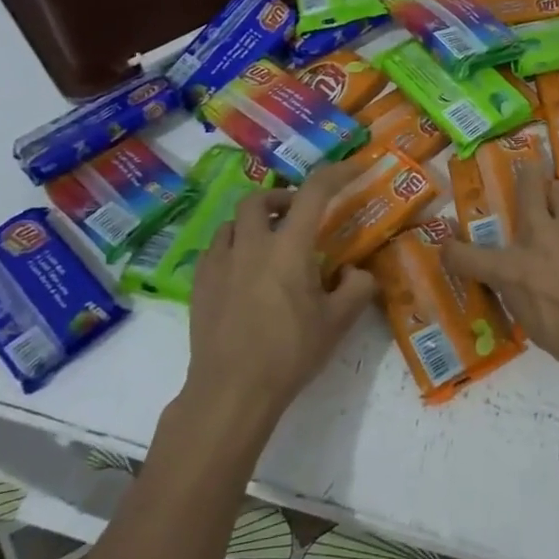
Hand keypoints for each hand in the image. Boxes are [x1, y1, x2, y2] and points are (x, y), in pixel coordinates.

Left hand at [180, 158, 377, 423]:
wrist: (231, 390)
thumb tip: (358, 272)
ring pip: (234, 223)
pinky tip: (244, 273)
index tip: (354, 168)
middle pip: (260, 198)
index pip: (314, 193)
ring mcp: (219, 264)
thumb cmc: (290, 353)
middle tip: (299, 215)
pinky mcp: (199, 285)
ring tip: (271, 244)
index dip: (336, 173)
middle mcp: (251, 245)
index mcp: (289, 248)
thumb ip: (357, 288)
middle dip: (282, 197)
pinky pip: (216, 250)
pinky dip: (234, 248)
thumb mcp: (337, 323)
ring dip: (256, 223)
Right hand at [443, 164, 558, 400]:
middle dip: (526, 175)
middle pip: (527, 187)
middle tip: (529, 170)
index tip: (449, 246)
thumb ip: (523, 294)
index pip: (466, 257)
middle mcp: (540, 239)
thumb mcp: (538, 327)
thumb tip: (522, 282)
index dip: (453, 251)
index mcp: (514, 272)